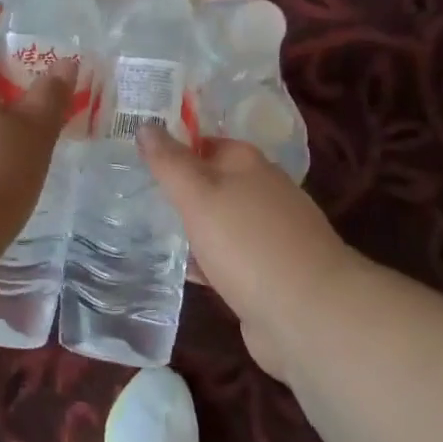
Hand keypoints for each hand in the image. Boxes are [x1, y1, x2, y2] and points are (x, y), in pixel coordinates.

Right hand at [140, 129, 352, 379]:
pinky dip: (205, 262)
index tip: (135, 158)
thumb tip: (145, 126)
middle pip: (212, 183)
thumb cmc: (248, 243)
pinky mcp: (269, 274)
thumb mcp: (198, 195)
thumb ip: (169, 162)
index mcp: (248, 163)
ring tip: (144, 233)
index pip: (204, 142)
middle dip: (178, 191)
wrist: (309, 315)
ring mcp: (269, 235)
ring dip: (190, 228)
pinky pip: (227, 259)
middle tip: (133, 197)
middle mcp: (263, 192)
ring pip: (218, 222)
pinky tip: (178, 272)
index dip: (171, 147)